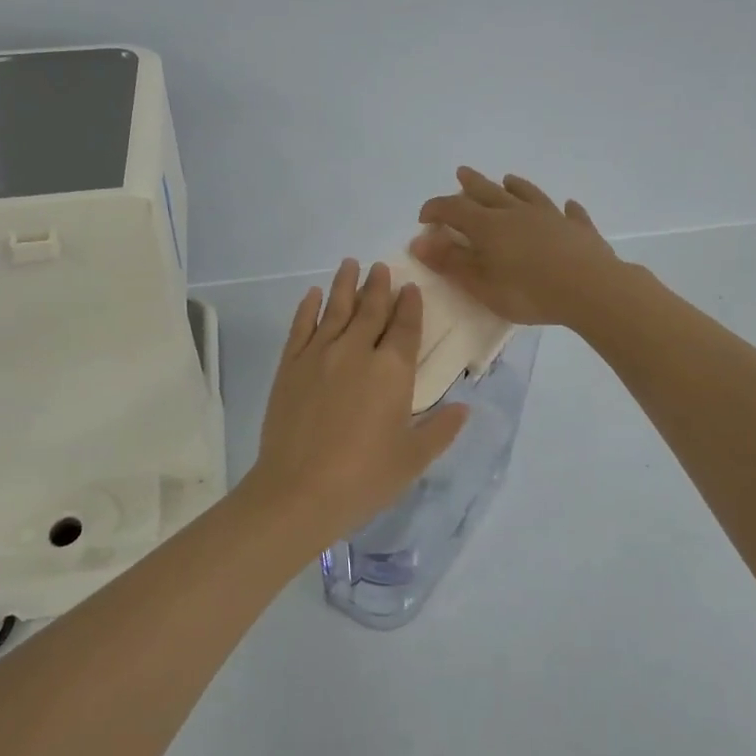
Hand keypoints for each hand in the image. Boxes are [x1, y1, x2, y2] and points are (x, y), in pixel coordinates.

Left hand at [248, 259, 469, 543]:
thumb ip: (441, 430)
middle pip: (371, 310)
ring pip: (336, 309)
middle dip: (379, 286)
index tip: (411, 288)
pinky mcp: (290, 366)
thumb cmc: (364, 478)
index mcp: (391, 372)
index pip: (405, 328)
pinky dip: (308, 308)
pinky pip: (301, 327)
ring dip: (345, 285)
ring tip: (351, 264)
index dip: (410, 306)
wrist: (298, 491)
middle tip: (381, 267)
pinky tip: (314, 295)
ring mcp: (319, 355)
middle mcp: (356, 352)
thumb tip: (464, 408)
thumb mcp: (413, 459)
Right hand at [411, 168, 624, 328]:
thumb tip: (419, 241)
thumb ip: (451, 262)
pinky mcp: (579, 230)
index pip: (454, 209)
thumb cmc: (529, 291)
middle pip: (489, 192)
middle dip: (471, 185)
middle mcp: (517, 213)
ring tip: (508, 179)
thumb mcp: (481, 284)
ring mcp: (551, 217)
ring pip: (528, 195)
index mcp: (489, 226)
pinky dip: (566, 209)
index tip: (423, 217)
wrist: (591, 289)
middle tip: (461, 173)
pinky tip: (568, 206)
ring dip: (515, 187)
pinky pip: (570, 214)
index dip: (436, 209)